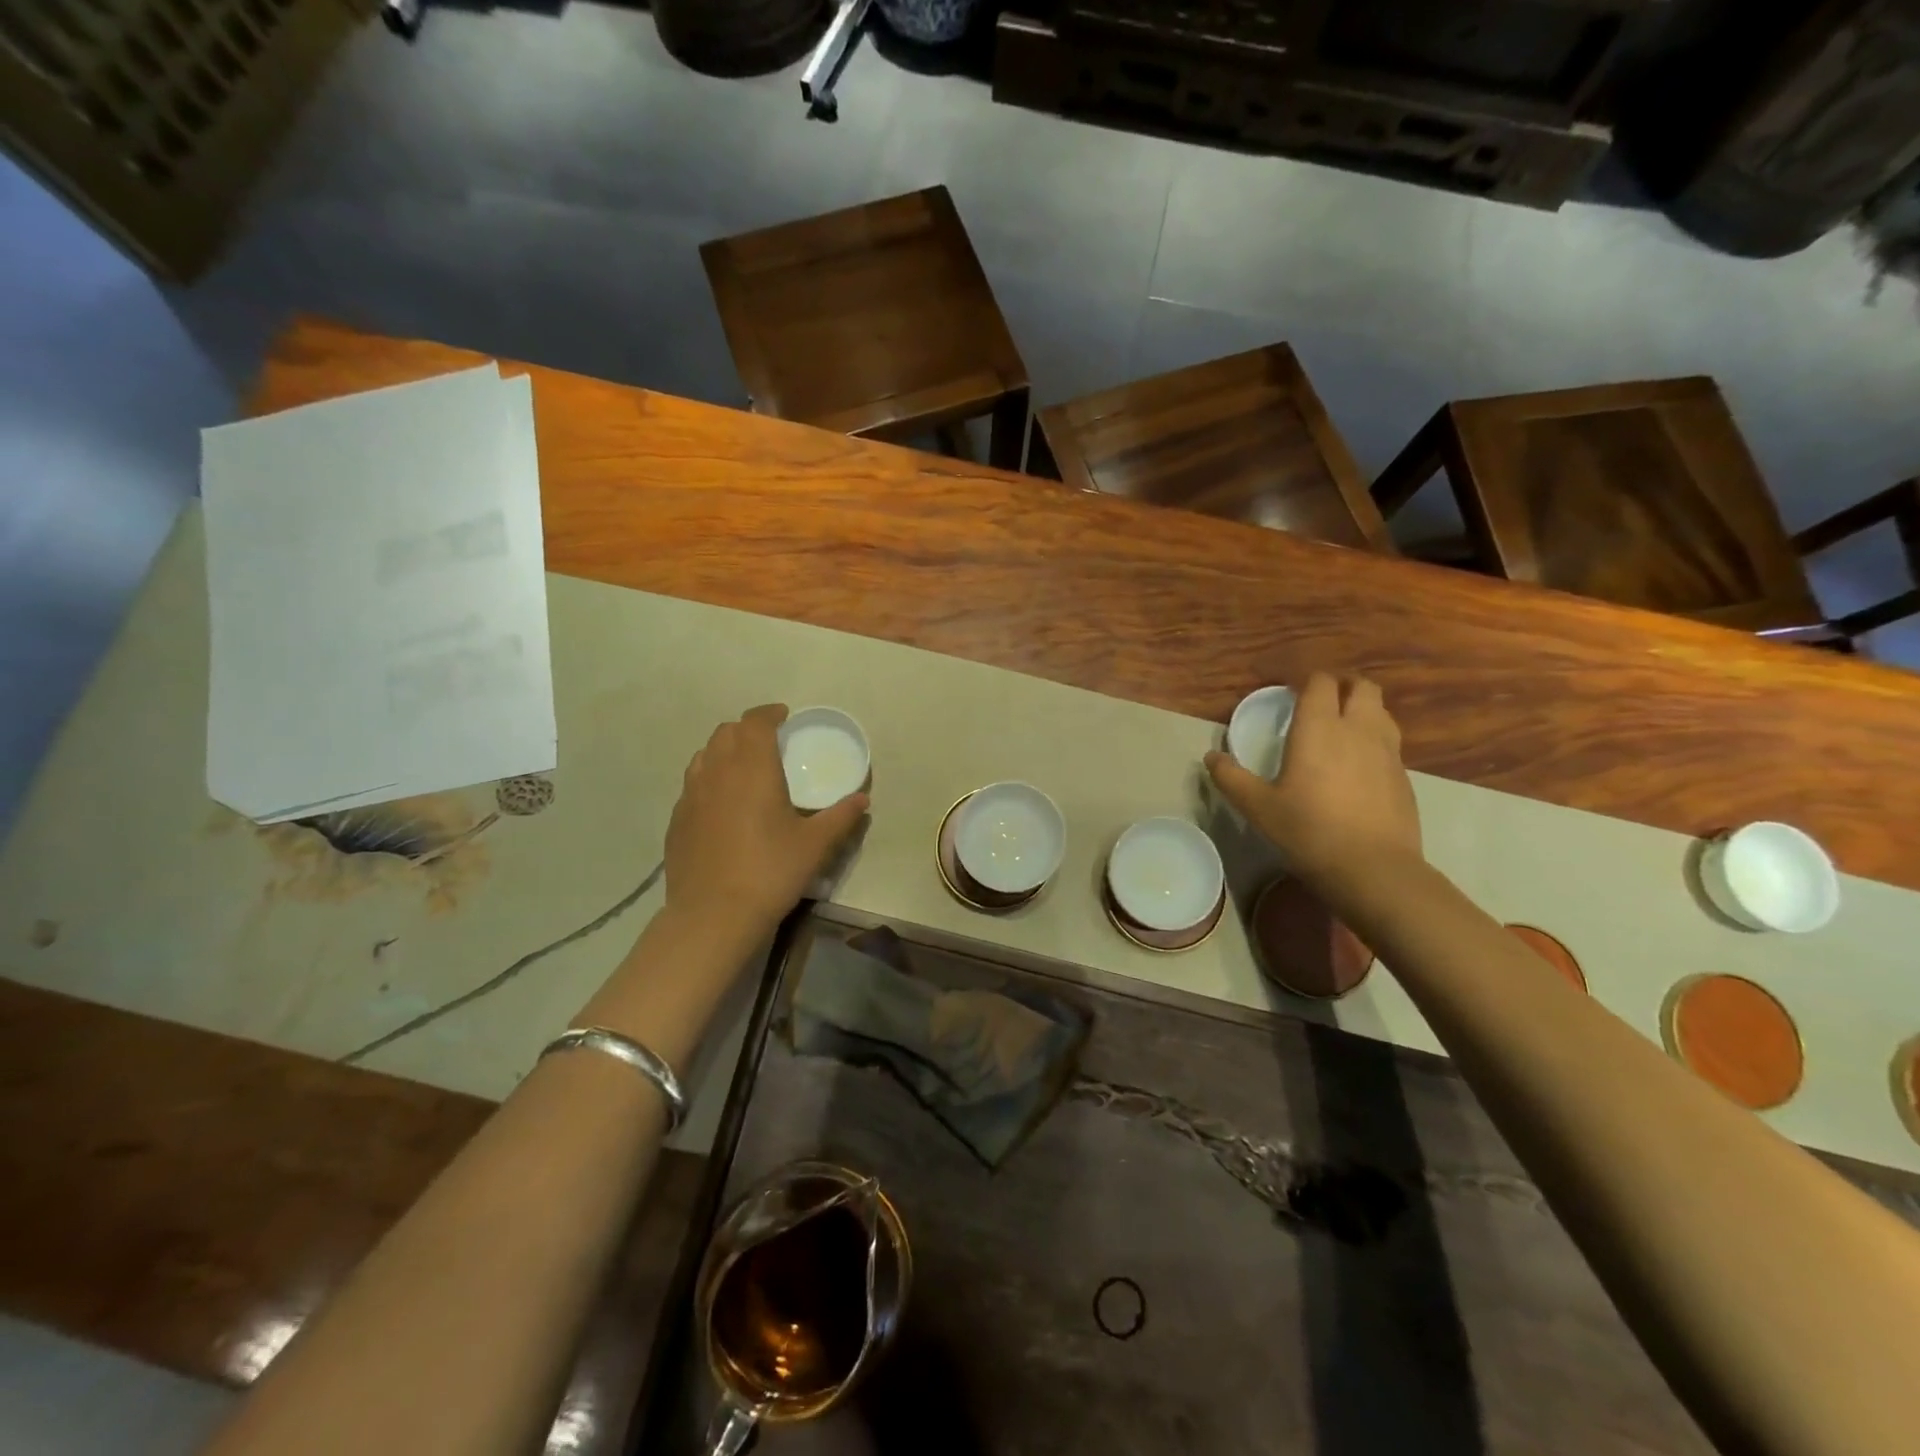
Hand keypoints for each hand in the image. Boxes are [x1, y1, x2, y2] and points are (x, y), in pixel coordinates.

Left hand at [664, 704, 869, 935]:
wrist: (713, 915)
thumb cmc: (770, 871)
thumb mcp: (815, 845)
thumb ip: (841, 817)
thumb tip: (862, 800)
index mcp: (752, 768)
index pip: (755, 722)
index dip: (769, 713)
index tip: (784, 717)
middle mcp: (717, 771)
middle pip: (726, 732)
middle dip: (747, 729)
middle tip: (768, 743)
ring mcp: (691, 795)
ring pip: (705, 755)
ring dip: (725, 751)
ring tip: (744, 769)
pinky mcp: (677, 820)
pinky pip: (693, 784)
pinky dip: (709, 779)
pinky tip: (722, 805)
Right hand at [1205, 674, 1420, 884]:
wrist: (1373, 868)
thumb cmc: (1308, 830)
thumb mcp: (1258, 807)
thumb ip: (1231, 778)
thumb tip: (1211, 757)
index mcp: (1319, 728)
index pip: (1321, 683)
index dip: (1307, 681)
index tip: (1291, 693)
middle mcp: (1358, 729)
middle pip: (1362, 687)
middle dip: (1343, 686)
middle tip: (1322, 703)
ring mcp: (1387, 752)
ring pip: (1381, 712)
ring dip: (1363, 710)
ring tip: (1343, 729)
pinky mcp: (1404, 776)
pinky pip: (1390, 743)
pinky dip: (1375, 741)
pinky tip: (1359, 767)